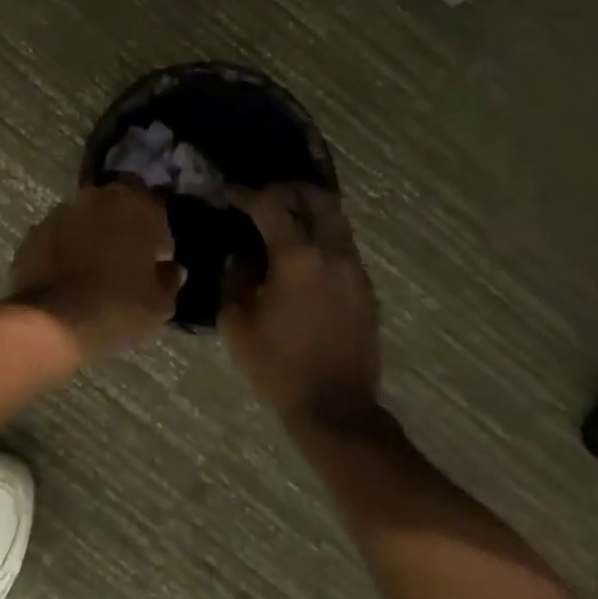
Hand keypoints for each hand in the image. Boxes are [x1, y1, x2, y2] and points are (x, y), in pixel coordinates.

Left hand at [9, 183, 183, 359]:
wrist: (54, 321)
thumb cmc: (119, 306)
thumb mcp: (160, 304)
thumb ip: (169, 279)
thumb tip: (171, 269)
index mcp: (136, 205)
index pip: (155, 208)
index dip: (158, 235)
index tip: (155, 261)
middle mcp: (98, 197)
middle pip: (117, 205)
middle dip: (123, 225)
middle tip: (125, 260)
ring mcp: (62, 212)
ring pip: (86, 218)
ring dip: (92, 235)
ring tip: (93, 270)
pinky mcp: (35, 232)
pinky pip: (59, 236)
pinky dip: (65, 249)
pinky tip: (68, 277)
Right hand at [222, 185, 381, 426]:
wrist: (336, 408)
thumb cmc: (278, 366)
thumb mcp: (237, 324)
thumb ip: (235, 279)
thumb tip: (241, 256)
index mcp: (296, 258)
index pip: (270, 205)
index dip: (247, 194)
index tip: (231, 194)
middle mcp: (332, 253)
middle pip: (316, 198)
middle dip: (288, 189)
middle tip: (265, 196)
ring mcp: (355, 270)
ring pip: (336, 219)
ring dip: (310, 211)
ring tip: (286, 222)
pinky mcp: (366, 289)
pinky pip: (344, 247)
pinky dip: (323, 238)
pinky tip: (304, 258)